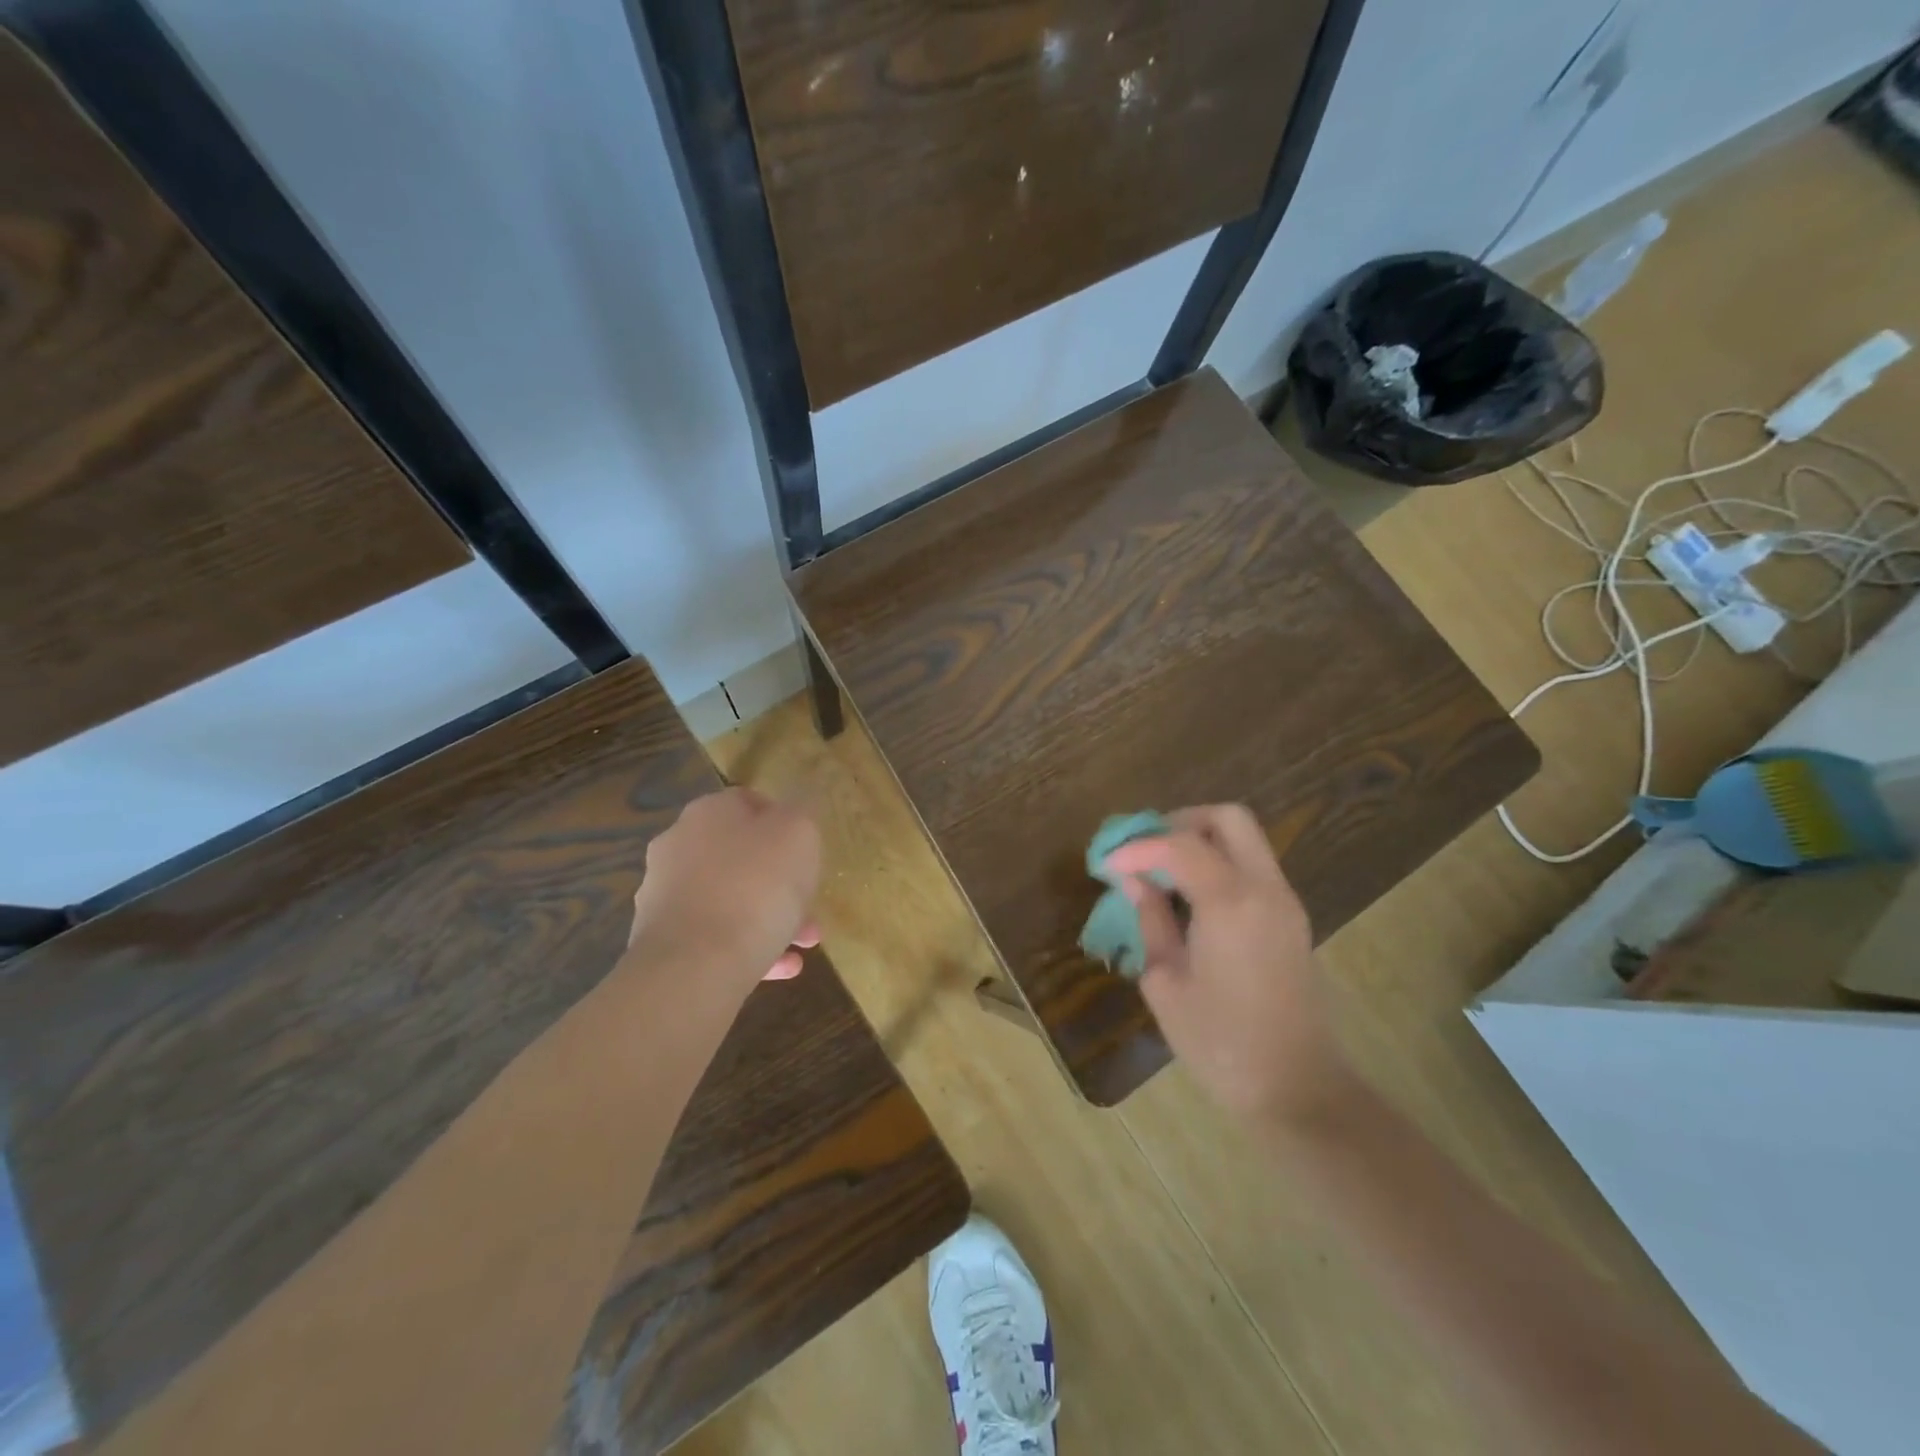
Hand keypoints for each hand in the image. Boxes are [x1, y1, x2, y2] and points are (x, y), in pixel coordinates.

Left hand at [628, 787, 821, 994]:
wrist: (694, 967)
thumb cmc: (756, 887)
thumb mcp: (799, 835)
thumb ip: (800, 816)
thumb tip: (793, 813)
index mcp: (708, 813)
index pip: (748, 802)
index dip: (783, 821)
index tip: (807, 848)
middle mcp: (678, 847)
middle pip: (740, 856)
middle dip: (781, 881)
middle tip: (811, 904)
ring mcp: (665, 896)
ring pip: (730, 900)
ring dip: (770, 917)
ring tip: (804, 945)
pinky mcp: (662, 942)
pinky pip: (715, 938)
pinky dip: (749, 948)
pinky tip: (782, 968)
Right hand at [1105, 805, 1355, 1123]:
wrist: (1296, 1088)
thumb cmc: (1220, 1043)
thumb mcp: (1166, 982)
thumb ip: (1150, 920)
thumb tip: (1133, 880)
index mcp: (1231, 903)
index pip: (1179, 845)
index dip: (1137, 848)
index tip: (1107, 864)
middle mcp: (1265, 889)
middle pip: (1227, 819)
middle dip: (1179, 822)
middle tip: (1144, 849)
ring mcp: (1285, 902)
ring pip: (1244, 839)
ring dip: (1200, 841)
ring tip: (1160, 872)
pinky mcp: (1290, 919)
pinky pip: (1252, 867)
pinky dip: (1218, 863)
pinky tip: (1188, 896)